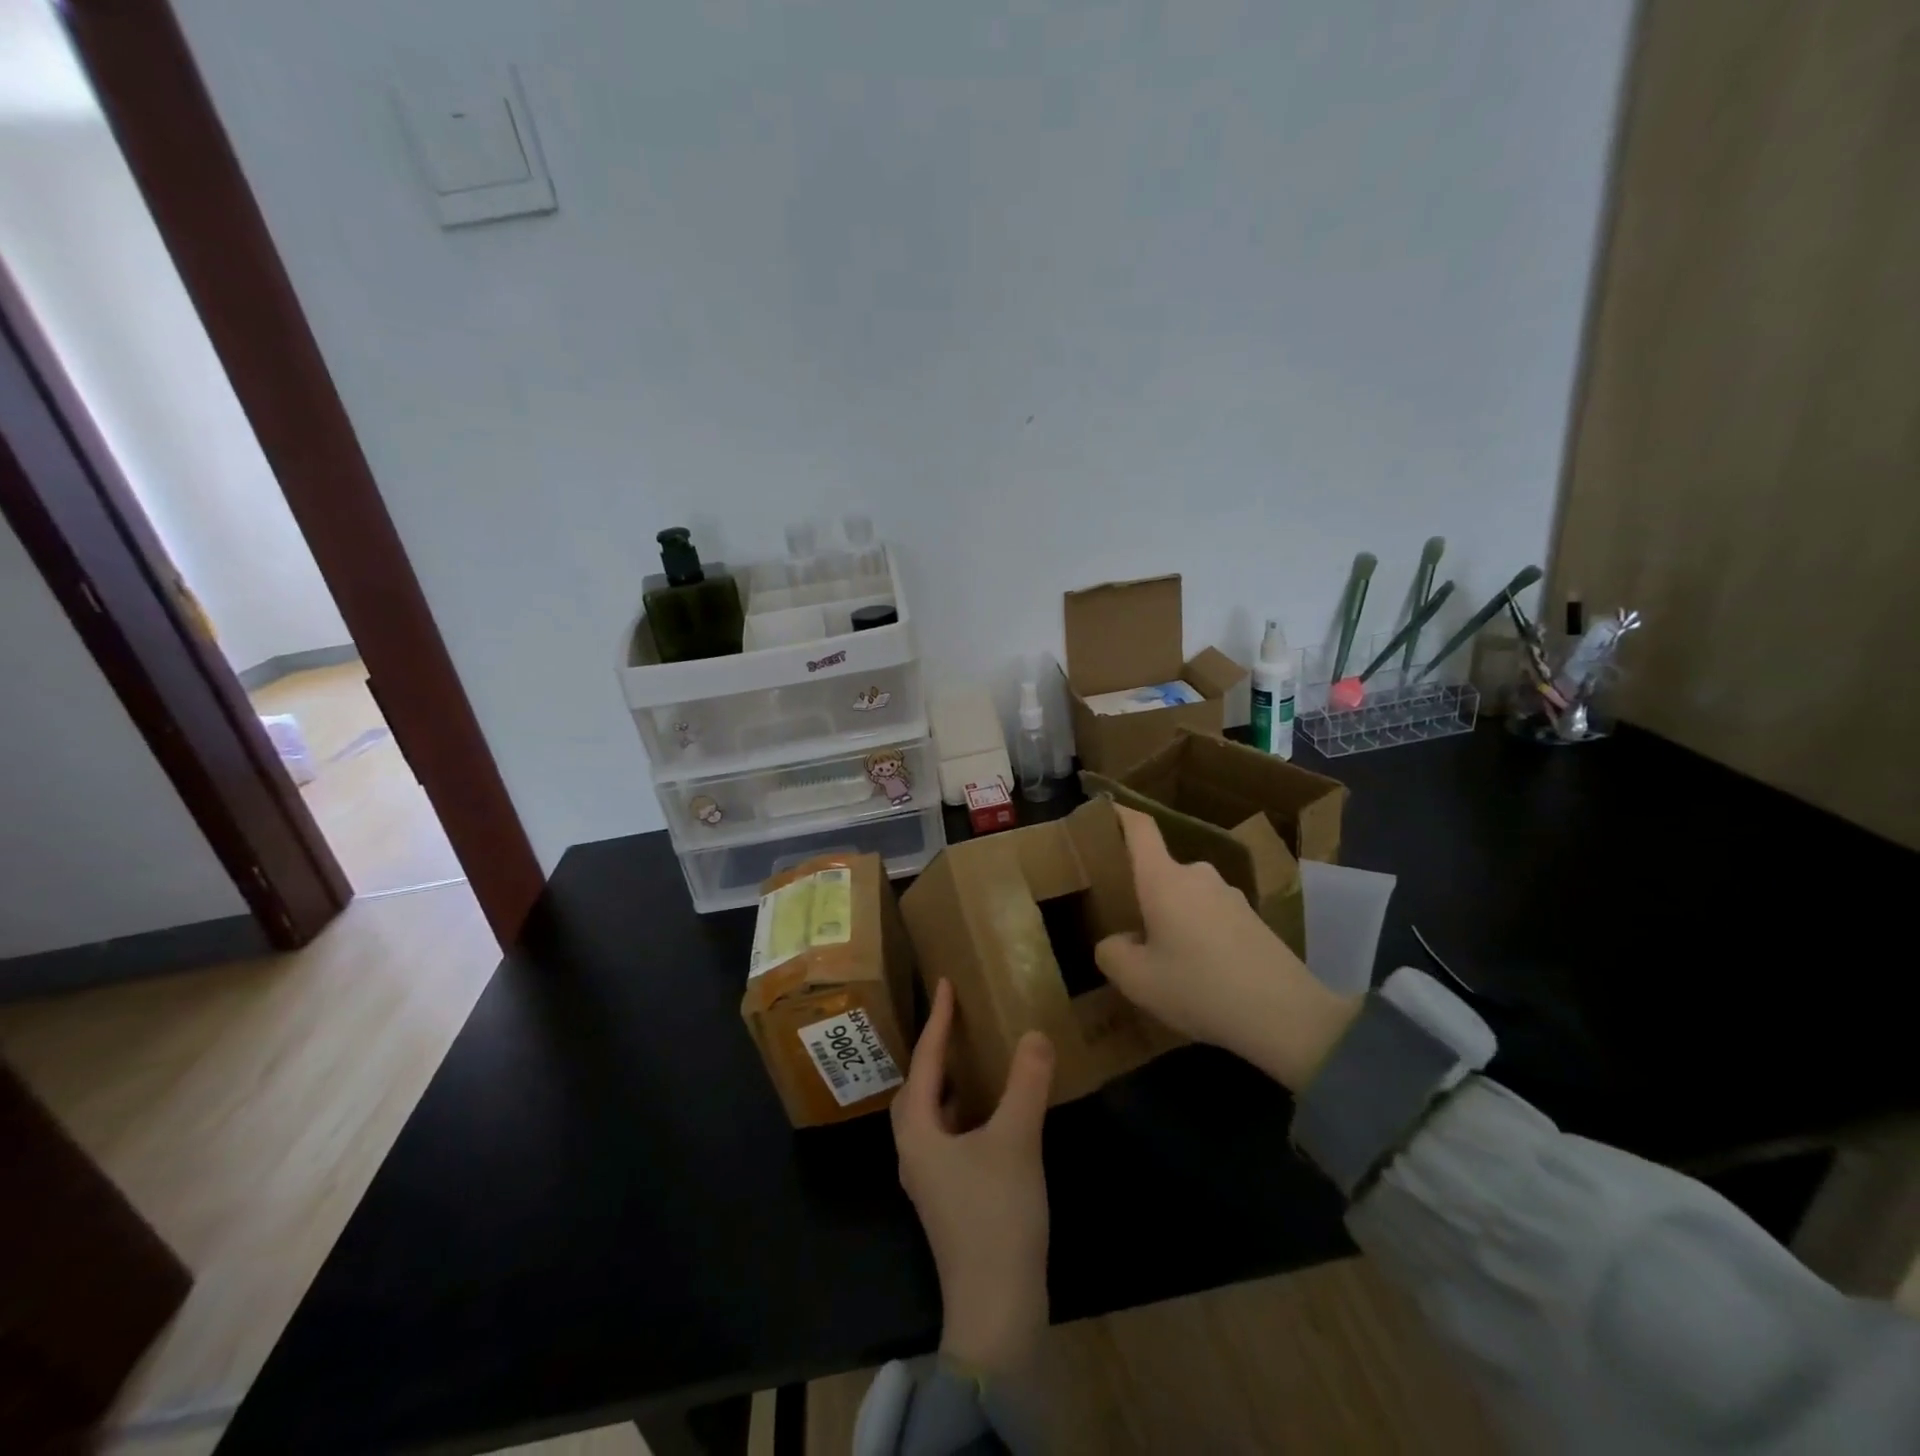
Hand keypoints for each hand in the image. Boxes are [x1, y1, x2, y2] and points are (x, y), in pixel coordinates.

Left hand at [892, 979, 1053, 1374]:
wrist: (996, 1310)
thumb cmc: (996, 1217)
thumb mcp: (1015, 1141)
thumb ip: (1026, 1083)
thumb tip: (1034, 1034)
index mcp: (918, 1131)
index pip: (925, 1061)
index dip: (937, 1020)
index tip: (944, 984)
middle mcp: (914, 1151)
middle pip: (917, 1089)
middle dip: (934, 1052)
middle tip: (956, 1021)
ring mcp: (930, 1180)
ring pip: (931, 1115)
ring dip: (948, 1084)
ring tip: (973, 1059)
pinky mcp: (949, 1200)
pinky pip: (948, 1137)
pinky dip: (963, 1112)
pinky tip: (990, 1115)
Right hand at [1093, 806, 1360, 1091]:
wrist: (1286, 1016)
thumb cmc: (1199, 988)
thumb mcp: (1136, 981)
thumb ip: (1111, 953)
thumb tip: (1116, 941)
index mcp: (1163, 879)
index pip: (1139, 828)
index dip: (1119, 813)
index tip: (1102, 811)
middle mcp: (1196, 875)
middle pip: (1159, 869)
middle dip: (1141, 891)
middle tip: (1125, 923)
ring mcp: (1229, 895)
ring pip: (1185, 895)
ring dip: (1172, 916)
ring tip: (1163, 956)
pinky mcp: (1252, 918)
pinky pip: (1210, 914)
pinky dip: (1197, 932)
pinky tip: (1199, 972)